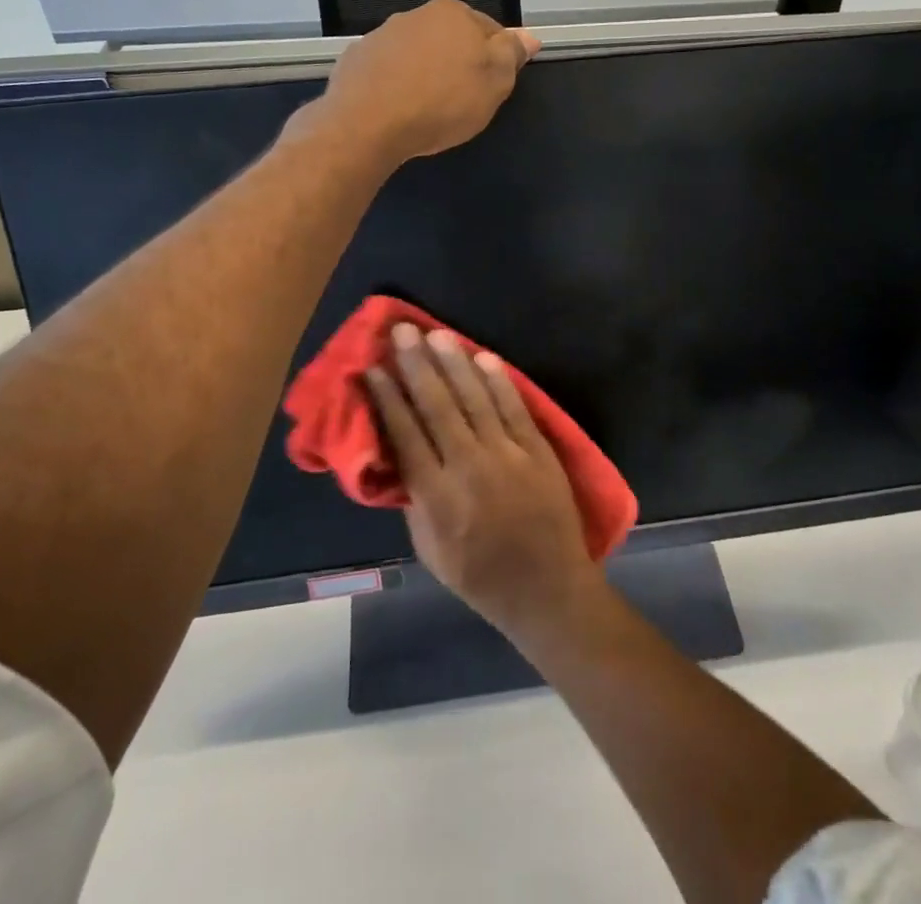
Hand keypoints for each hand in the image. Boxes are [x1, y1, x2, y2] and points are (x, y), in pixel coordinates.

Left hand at [310, 0, 539, 167]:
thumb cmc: (442, 102)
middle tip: (463, 102)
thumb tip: (529, 36)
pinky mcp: (356, 60)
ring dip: (426, 74)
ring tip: (427, 110)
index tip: (492, 89)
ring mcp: (381, 36)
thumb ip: (511, 54)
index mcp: (453, 13)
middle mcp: (415, 14)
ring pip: (417, 55)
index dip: (496, 62)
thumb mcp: (494, 83)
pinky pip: (388, 72)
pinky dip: (396, 85)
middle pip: (451, 40)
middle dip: (459, 65)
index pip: (490, 31)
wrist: (367, 124)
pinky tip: (398, 111)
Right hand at [364, 324, 599, 637]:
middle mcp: (469, 467)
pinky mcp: (538, 450)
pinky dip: (498, 381)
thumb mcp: (430, 549)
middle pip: (437, 406)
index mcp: (437, 497)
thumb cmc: (480, 576)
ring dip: (454, 363)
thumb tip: (399, 453)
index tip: (373, 368)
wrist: (547, 589)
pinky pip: (515, 407)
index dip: (387, 399)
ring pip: (475, 398)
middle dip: (416, 365)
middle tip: (402, 331)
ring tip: (436, 334)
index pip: (405, 435)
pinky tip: (484, 357)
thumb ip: (414, 498)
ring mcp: (507, 455)